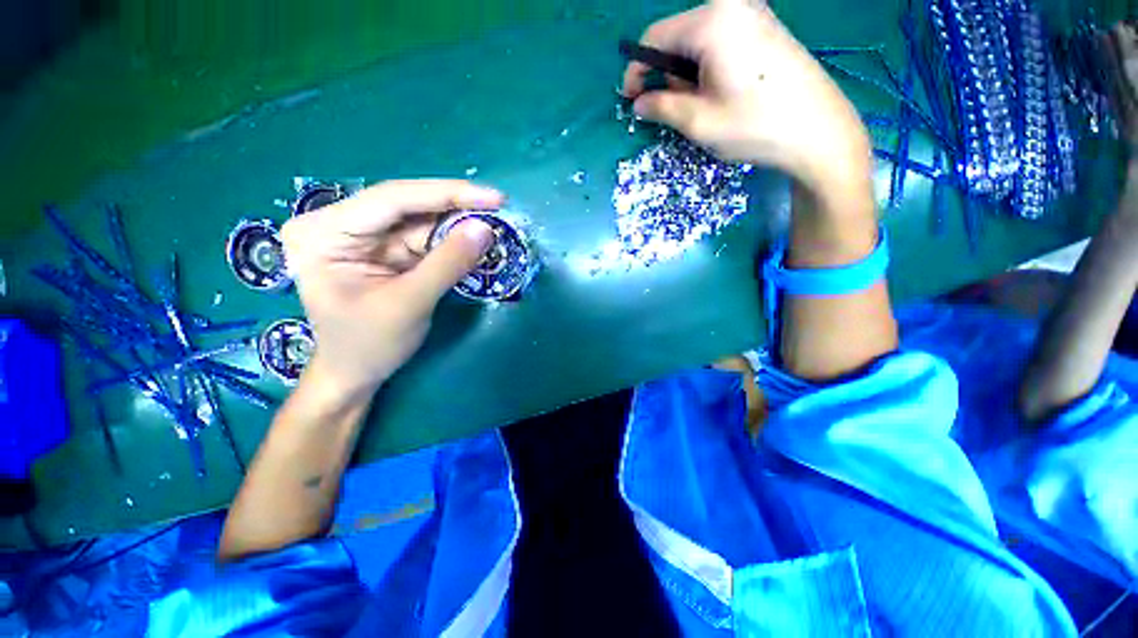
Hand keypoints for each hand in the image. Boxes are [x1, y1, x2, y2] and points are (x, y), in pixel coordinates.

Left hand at [280, 180, 500, 400]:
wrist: (355, 374)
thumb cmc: (369, 345)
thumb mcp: (409, 304)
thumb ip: (448, 264)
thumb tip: (486, 229)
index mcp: (324, 232)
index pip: (392, 199)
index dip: (447, 194)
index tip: (494, 197)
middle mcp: (339, 224)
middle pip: (408, 205)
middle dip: (456, 209)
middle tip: (499, 210)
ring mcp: (362, 236)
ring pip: (420, 221)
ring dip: (458, 226)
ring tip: (494, 227)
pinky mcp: (384, 250)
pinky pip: (424, 238)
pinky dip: (452, 242)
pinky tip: (474, 242)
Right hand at [621, 0, 870, 193]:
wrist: (818, 131)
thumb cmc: (754, 126)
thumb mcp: (698, 121)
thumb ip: (661, 107)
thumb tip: (639, 103)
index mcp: (711, 22)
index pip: (654, 37)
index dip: (636, 70)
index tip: (630, 101)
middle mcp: (732, 5)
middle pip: (677, 37)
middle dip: (666, 75)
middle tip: (673, 111)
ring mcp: (753, 14)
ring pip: (698, 42)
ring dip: (688, 75)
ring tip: (702, 107)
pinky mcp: (766, 28)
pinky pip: (721, 42)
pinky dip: (708, 68)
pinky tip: (721, 93)